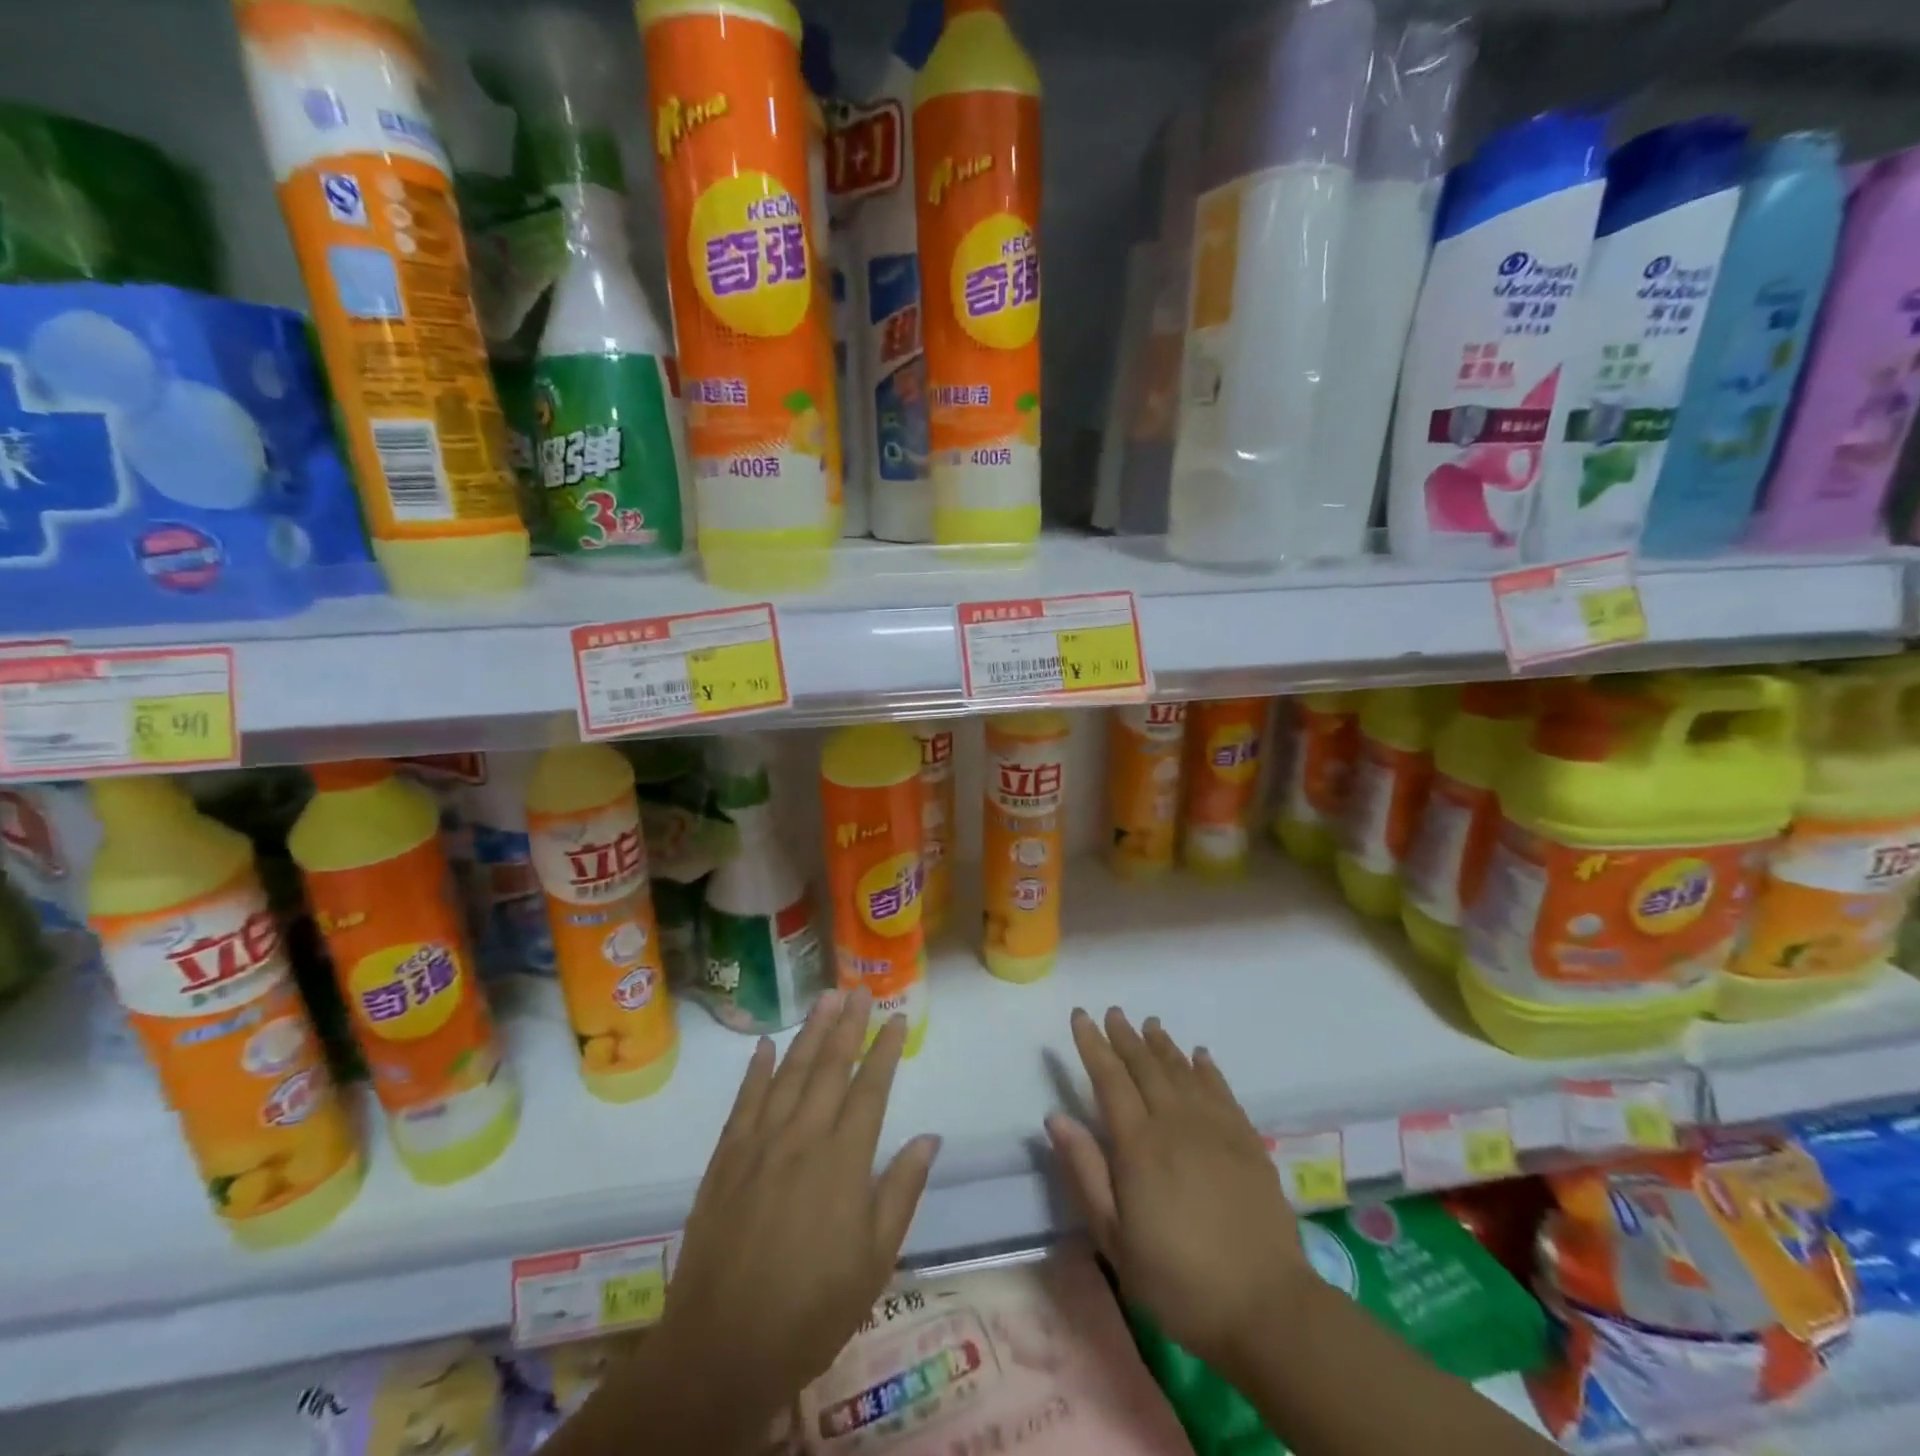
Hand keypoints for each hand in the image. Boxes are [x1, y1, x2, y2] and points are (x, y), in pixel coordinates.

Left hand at [656, 989, 940, 1429]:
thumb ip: (902, 1191)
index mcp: (843, 1160)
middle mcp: (802, 1138)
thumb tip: (929, 1138)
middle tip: (858, 990)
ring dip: (808, 1033)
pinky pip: (743, 1102)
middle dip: (847, 1025)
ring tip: (824, 1000)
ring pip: (788, 1073)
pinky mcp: (725, 1159)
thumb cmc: (812, 1309)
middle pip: (829, 1068)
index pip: (870, 1089)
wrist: (721, 1349)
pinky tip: (764, 1045)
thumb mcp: (875, 1260)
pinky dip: (755, 1071)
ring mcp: (759, 1144)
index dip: (884, 1049)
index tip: (895, 1017)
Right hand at [1046, 1007, 1311, 1376]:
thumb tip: (1055, 1117)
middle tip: (1113, 1012)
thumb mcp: (1115, 1238)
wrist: (1266, 1306)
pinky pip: (1221, 1090)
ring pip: (1182, 1070)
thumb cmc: (1178, 1279)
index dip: (1093, 1044)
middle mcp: (1175, 1122)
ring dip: (1162, 1044)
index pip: (1109, 1079)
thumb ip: (1085, 1172)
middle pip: (1145, 1066)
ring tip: (1149, 1023)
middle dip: (1125, 1036)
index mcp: (1139, 1144)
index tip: (1081, 1016)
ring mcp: (1215, 1128)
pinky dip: (1206, 1068)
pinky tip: (1199, 1055)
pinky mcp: (1247, 1141)